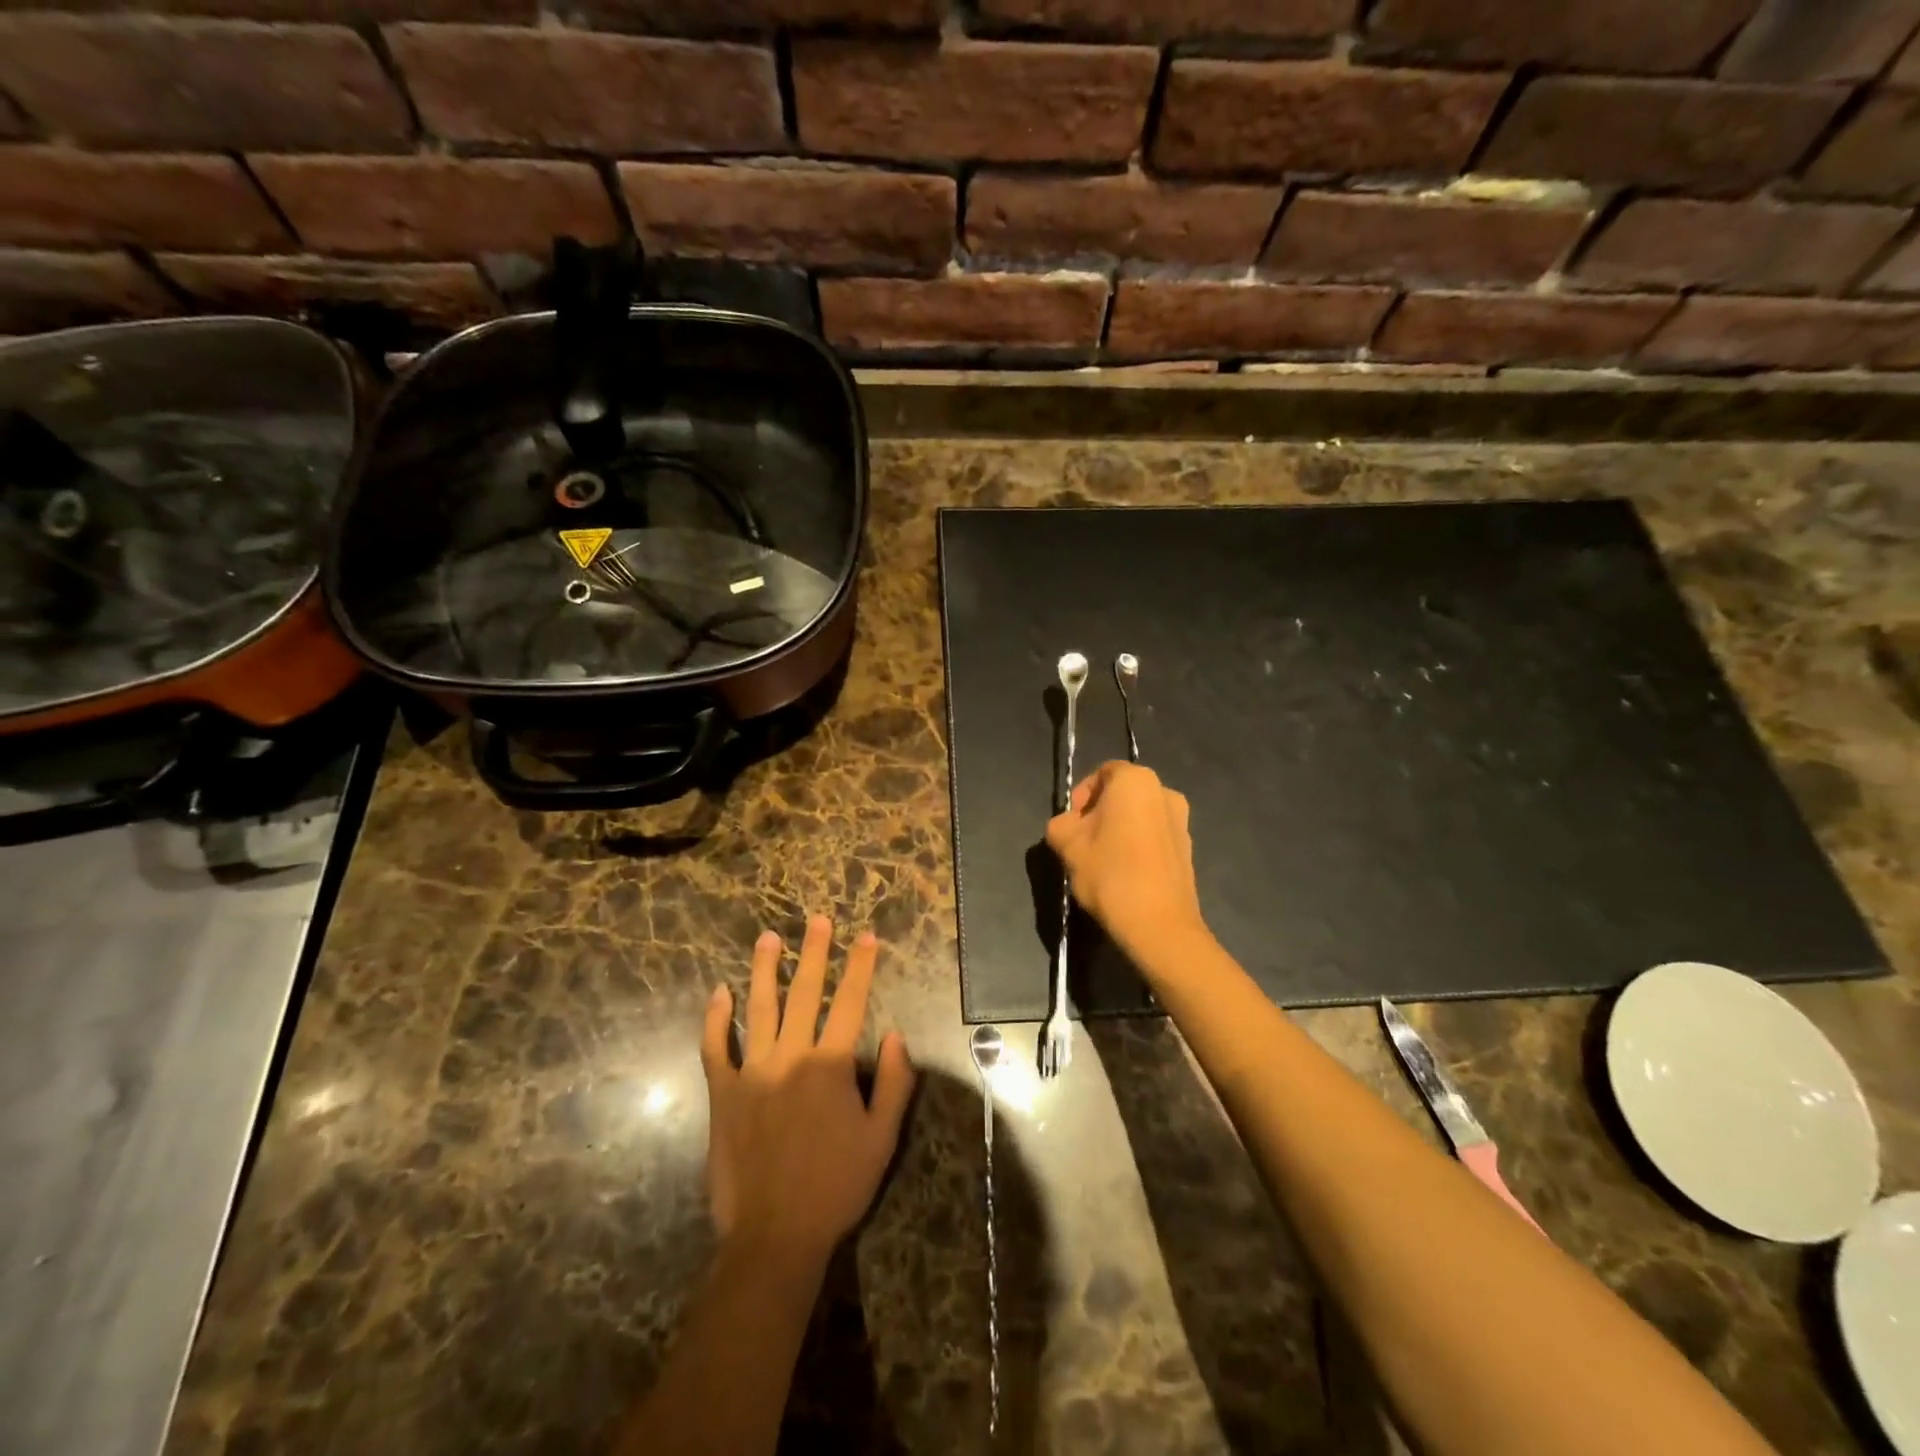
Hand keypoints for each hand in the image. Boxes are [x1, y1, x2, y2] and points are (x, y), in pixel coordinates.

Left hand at [700, 915, 914, 1274]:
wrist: (775, 1236)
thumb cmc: (836, 1186)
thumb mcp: (882, 1138)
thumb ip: (895, 1083)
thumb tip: (897, 1035)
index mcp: (830, 1065)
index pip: (850, 1002)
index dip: (860, 966)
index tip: (866, 936)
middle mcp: (790, 1057)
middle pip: (804, 993)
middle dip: (814, 952)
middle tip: (817, 920)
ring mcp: (752, 1073)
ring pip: (758, 1008)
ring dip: (765, 970)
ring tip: (768, 938)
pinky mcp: (723, 1094)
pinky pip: (716, 1048)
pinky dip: (716, 1019)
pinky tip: (720, 993)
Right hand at [1045, 761, 1207, 968]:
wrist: (1159, 925)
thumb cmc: (1109, 874)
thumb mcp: (1067, 845)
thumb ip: (1060, 824)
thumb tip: (1067, 825)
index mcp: (1135, 780)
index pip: (1101, 773)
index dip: (1081, 795)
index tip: (1070, 824)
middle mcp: (1164, 791)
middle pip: (1122, 794)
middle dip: (1099, 813)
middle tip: (1081, 842)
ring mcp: (1182, 820)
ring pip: (1140, 816)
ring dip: (1119, 830)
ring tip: (1102, 861)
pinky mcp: (1189, 848)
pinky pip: (1155, 836)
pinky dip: (1138, 845)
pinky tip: (1124, 874)